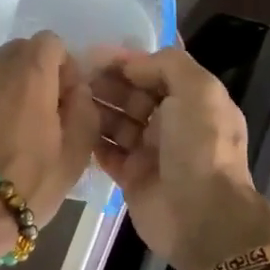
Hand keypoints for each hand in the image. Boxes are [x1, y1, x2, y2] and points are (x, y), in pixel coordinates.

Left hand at [0, 33, 101, 269]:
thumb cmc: (29, 182)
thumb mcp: (76, 152)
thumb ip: (83, 108)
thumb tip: (74, 89)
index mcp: (29, 73)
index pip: (50, 41)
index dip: (64, 66)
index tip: (66, 100)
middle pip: (20, 52)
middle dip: (37, 74)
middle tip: (44, 115)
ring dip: (10, 90)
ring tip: (16, 132)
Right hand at [89, 46, 269, 269]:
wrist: (202, 217)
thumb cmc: (201, 147)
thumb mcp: (198, 91)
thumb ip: (167, 64)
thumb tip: (131, 63)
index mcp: (193, 101)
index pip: (155, 71)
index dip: (127, 60)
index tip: (94, 52)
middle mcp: (172, 124)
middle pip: (132, 94)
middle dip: (106, 82)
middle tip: (74, 74)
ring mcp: (150, 151)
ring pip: (116, 121)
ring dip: (95, 107)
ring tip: (67, 96)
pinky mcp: (131, 176)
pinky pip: (105, 151)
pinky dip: (90, 138)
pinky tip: (70, 124)